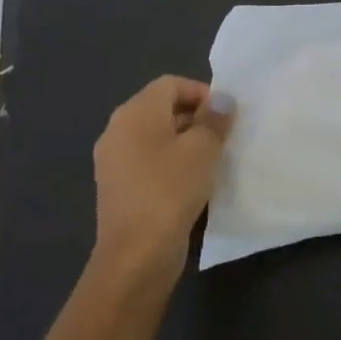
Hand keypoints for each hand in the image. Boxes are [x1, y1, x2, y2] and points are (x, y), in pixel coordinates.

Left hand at [90, 76, 233, 288]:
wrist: (136, 255)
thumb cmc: (171, 189)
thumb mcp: (203, 148)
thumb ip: (214, 119)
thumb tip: (222, 100)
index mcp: (134, 113)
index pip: (171, 84)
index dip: (202, 93)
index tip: (226, 116)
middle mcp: (118, 130)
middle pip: (162, 108)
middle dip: (196, 117)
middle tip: (224, 137)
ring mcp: (114, 161)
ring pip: (156, 137)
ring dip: (185, 142)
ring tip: (212, 160)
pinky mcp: (118, 187)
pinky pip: (149, 161)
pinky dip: (171, 164)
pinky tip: (192, 183)